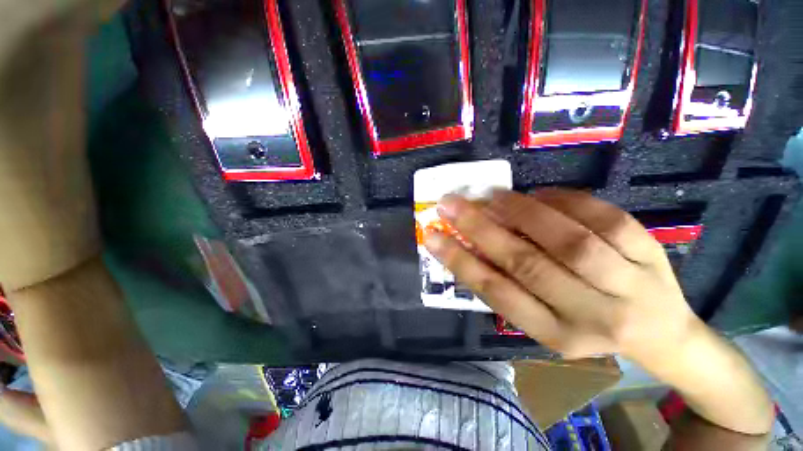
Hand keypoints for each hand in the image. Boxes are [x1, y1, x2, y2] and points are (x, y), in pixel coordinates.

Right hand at [424, 189, 701, 362]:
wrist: (661, 333)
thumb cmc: (588, 327)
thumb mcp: (543, 321)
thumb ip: (508, 287)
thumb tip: (469, 245)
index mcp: (556, 334)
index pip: (497, 293)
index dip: (459, 261)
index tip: (432, 235)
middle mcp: (591, 313)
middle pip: (526, 263)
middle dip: (480, 228)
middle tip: (450, 203)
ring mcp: (628, 282)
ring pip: (567, 239)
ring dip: (520, 211)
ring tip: (491, 196)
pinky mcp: (651, 252)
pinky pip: (603, 217)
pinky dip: (564, 200)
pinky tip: (539, 195)